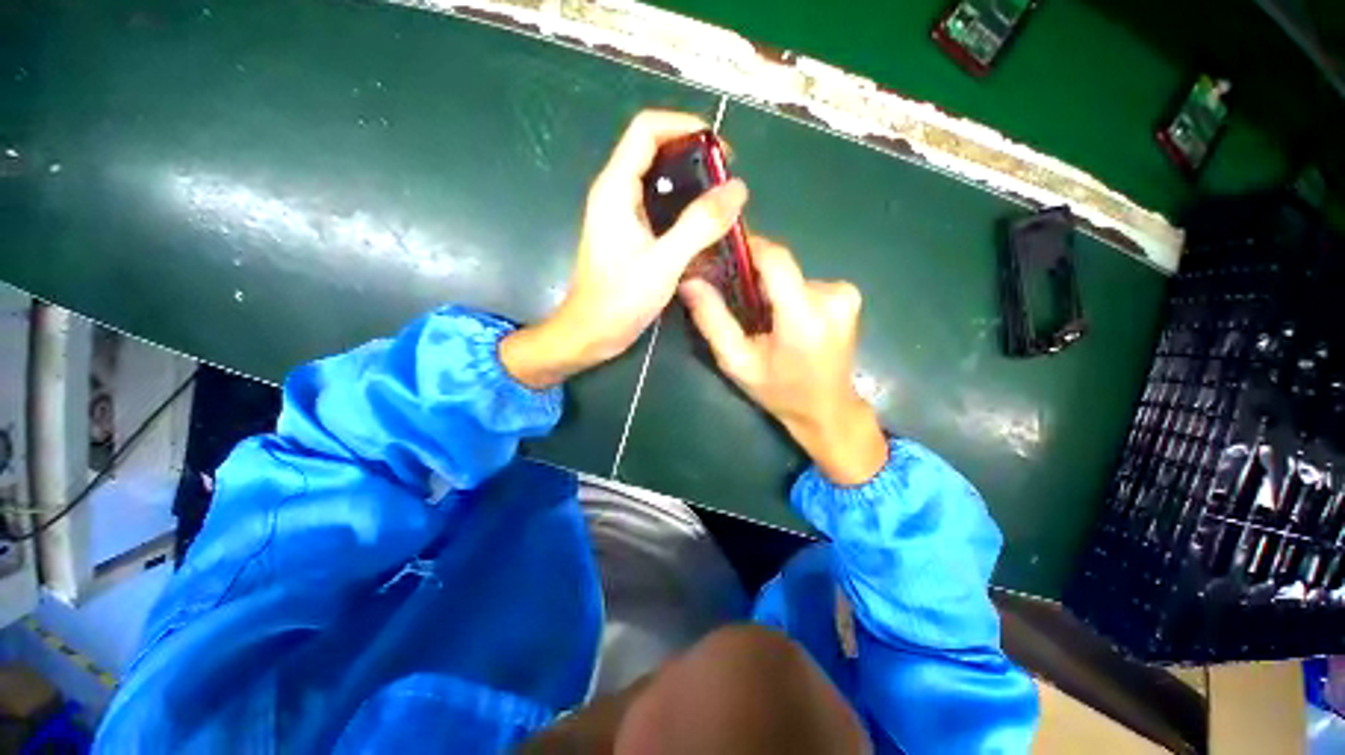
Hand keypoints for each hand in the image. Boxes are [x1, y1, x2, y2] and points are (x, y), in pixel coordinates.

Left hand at [502, 110, 747, 388]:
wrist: (592, 332)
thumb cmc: (620, 299)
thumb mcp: (664, 262)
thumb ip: (699, 225)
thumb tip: (738, 189)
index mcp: (616, 188)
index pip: (647, 130)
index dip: (684, 127)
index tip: (720, 149)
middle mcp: (616, 194)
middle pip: (656, 154)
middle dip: (694, 160)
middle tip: (727, 184)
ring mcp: (622, 216)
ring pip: (659, 184)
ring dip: (691, 189)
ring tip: (721, 207)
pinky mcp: (629, 236)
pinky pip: (659, 211)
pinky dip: (682, 213)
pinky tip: (702, 232)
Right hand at [680, 237, 887, 485]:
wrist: (827, 409)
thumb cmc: (778, 390)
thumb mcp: (737, 361)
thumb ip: (712, 320)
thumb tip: (690, 282)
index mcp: (803, 317)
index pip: (775, 259)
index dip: (748, 248)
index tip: (723, 252)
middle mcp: (832, 297)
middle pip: (780, 267)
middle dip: (756, 279)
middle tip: (739, 303)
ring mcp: (846, 295)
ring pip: (792, 275)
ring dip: (773, 290)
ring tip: (764, 320)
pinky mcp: (849, 296)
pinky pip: (807, 283)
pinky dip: (791, 296)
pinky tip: (788, 321)